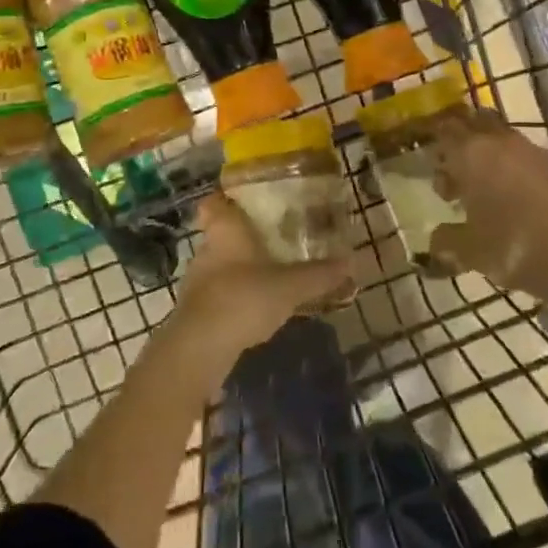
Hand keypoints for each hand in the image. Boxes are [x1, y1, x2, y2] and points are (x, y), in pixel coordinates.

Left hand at [173, 194, 357, 358]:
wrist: (200, 348)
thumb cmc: (243, 298)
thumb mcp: (290, 286)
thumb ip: (320, 274)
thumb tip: (352, 261)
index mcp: (225, 230)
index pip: (214, 202)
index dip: (227, 198)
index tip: (248, 200)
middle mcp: (206, 248)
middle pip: (220, 233)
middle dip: (243, 236)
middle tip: (273, 239)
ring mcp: (197, 280)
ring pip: (219, 264)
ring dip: (239, 268)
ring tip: (269, 275)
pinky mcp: (195, 310)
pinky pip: (218, 292)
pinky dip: (234, 296)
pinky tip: (255, 308)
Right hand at [430, 110, 547, 299]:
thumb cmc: (513, 246)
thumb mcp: (470, 251)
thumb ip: (446, 241)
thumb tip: (434, 240)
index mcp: (470, 153)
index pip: (445, 130)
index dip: (434, 141)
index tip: (428, 160)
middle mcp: (499, 142)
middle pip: (474, 124)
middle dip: (461, 141)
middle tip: (453, 172)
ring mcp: (530, 151)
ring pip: (499, 138)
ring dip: (487, 155)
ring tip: (480, 191)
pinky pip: (522, 156)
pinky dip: (510, 168)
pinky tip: (510, 198)